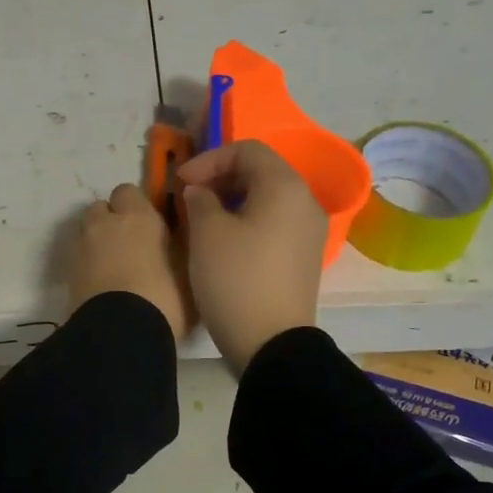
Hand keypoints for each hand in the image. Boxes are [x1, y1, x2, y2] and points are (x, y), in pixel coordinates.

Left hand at [70, 183, 192, 340]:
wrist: (120, 333)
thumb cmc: (164, 298)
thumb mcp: (189, 272)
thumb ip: (181, 248)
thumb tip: (179, 238)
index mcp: (137, 217)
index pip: (129, 191)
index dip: (137, 206)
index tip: (150, 225)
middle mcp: (105, 224)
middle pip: (101, 208)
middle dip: (112, 220)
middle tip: (132, 246)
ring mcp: (81, 248)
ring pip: (86, 231)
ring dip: (97, 241)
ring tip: (114, 266)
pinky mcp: (67, 274)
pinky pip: (78, 258)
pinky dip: (88, 264)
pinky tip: (103, 284)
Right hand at [177, 142, 325, 370]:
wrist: (271, 343)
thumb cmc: (236, 280)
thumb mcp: (207, 233)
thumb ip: (200, 200)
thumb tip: (201, 193)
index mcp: (285, 187)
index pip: (247, 150)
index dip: (209, 159)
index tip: (181, 182)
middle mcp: (306, 202)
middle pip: (262, 172)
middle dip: (222, 178)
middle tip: (190, 197)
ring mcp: (310, 232)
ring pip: (269, 199)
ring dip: (234, 200)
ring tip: (204, 219)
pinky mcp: (306, 258)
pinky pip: (276, 224)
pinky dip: (249, 221)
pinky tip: (226, 242)